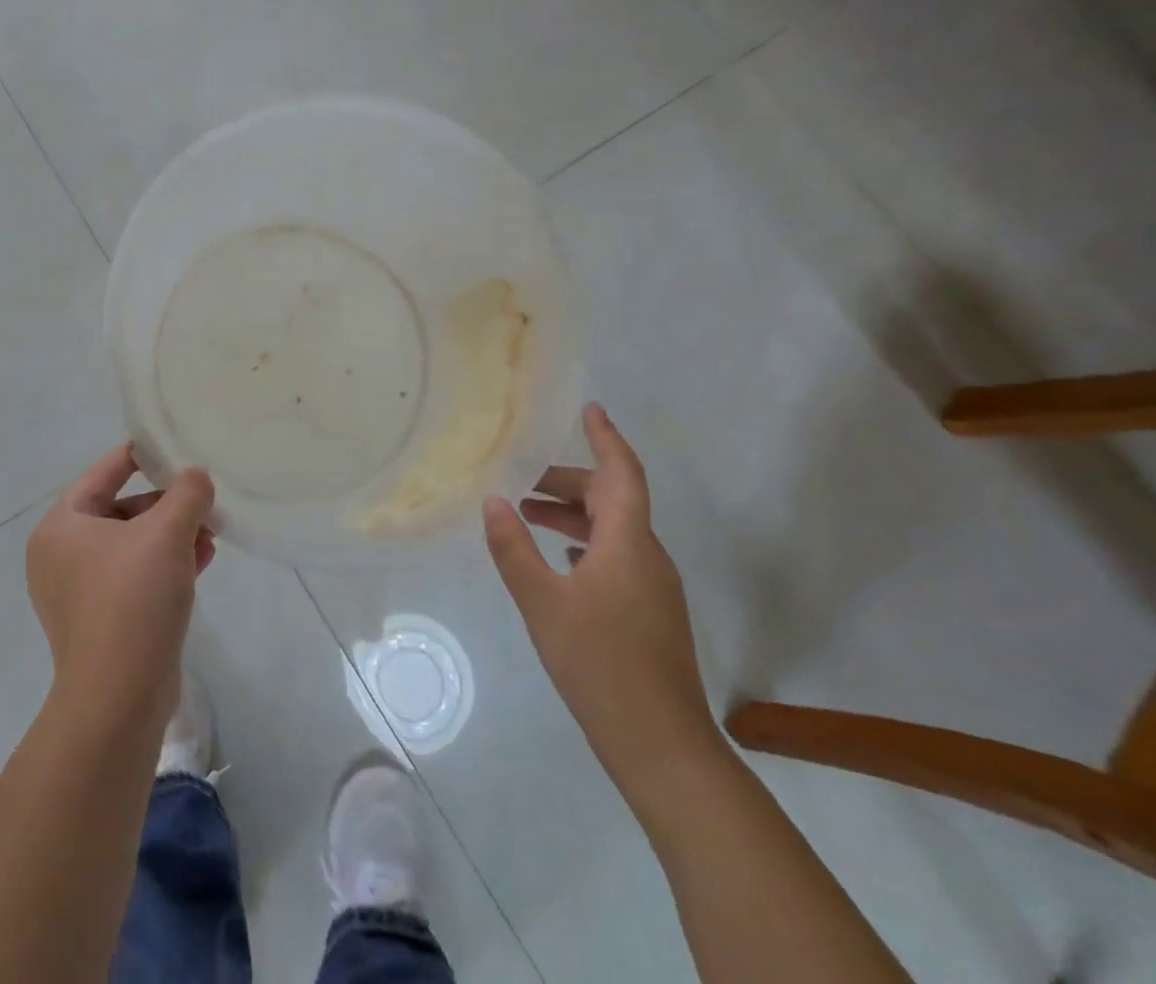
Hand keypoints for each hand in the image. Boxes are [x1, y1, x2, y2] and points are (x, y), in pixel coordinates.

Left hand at [26, 445, 215, 734]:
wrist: (118, 699)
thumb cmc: (133, 599)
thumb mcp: (166, 533)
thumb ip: (186, 493)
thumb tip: (196, 477)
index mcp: (61, 527)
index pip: (102, 474)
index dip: (137, 455)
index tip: (168, 445)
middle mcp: (61, 557)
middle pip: (121, 511)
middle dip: (167, 504)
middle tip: (202, 500)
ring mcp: (79, 593)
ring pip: (133, 547)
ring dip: (172, 535)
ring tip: (212, 532)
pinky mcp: (101, 622)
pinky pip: (135, 578)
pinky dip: (166, 565)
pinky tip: (203, 560)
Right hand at [483, 404, 716, 787]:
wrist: (661, 745)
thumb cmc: (599, 662)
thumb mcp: (542, 601)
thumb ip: (514, 548)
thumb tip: (494, 501)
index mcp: (628, 542)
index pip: (621, 473)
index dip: (606, 438)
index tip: (589, 409)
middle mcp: (648, 556)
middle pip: (612, 499)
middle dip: (568, 482)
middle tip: (523, 476)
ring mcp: (654, 588)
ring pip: (614, 531)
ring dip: (573, 515)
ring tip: (528, 515)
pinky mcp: (651, 614)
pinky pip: (617, 558)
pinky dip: (586, 545)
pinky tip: (559, 562)